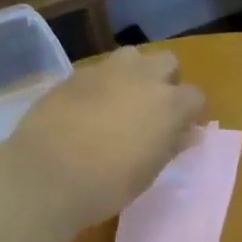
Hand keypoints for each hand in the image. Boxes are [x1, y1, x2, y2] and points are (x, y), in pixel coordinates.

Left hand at [8, 47, 206, 231]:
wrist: (46, 175)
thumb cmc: (107, 184)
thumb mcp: (148, 173)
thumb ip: (171, 146)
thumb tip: (189, 134)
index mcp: (169, 104)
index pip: (195, 96)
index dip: (191, 113)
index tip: (184, 130)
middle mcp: (142, 78)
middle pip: (166, 62)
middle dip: (166, 81)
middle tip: (154, 110)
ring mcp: (105, 72)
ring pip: (131, 56)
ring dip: (134, 73)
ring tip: (122, 101)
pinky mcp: (73, 76)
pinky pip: (98, 71)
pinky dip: (102, 85)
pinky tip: (89, 109)